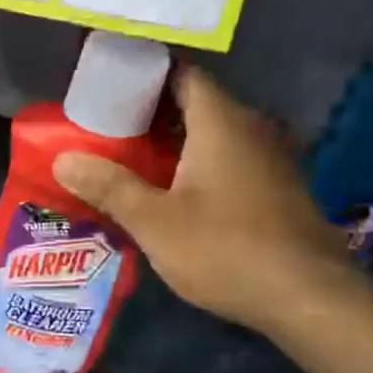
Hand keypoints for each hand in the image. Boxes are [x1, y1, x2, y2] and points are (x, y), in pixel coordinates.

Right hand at [54, 66, 353, 335]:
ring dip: (174, 143)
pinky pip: (229, 161)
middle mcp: (251, 128)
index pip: (182, 73)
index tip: (108, 87)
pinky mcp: (278, 189)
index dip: (144, 75)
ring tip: (130, 160)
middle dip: (151, 113)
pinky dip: (198, 165)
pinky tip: (173, 194)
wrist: (310, 298)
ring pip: (213, 135)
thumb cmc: (226, 249)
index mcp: (220, 121)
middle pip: (195, 104)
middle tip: (107, 128)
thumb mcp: (155, 221)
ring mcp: (270, 159)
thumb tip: (63, 159)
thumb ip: (109, 186)